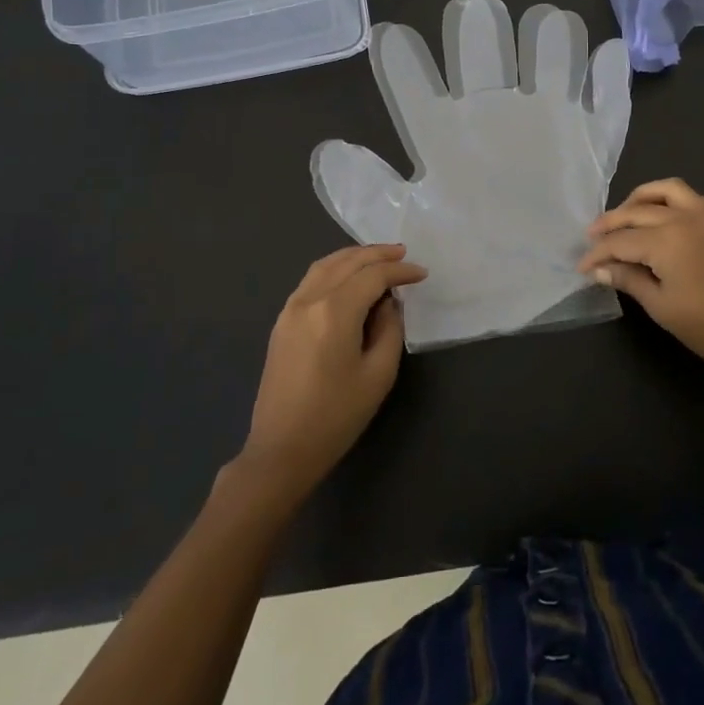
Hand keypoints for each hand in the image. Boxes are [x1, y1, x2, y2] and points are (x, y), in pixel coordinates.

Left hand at [238, 244, 426, 496]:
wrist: (282, 450)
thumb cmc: (336, 416)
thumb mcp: (378, 374)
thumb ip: (389, 329)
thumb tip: (388, 303)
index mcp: (334, 312)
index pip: (373, 276)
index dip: (400, 271)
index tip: (422, 274)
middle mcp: (309, 300)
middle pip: (347, 262)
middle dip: (378, 255)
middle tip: (403, 254)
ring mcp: (290, 309)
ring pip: (325, 265)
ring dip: (354, 257)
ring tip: (378, 258)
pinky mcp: (282, 322)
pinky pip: (311, 280)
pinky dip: (334, 269)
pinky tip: (349, 278)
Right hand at [577, 178, 703, 380]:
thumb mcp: (661, 306)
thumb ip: (628, 279)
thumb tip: (599, 268)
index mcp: (666, 240)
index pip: (620, 241)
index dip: (597, 253)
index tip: (581, 266)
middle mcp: (684, 218)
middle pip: (636, 212)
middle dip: (610, 224)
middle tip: (592, 238)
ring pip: (665, 190)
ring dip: (639, 199)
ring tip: (625, 216)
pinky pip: (691, 197)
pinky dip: (670, 200)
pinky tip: (662, 217)